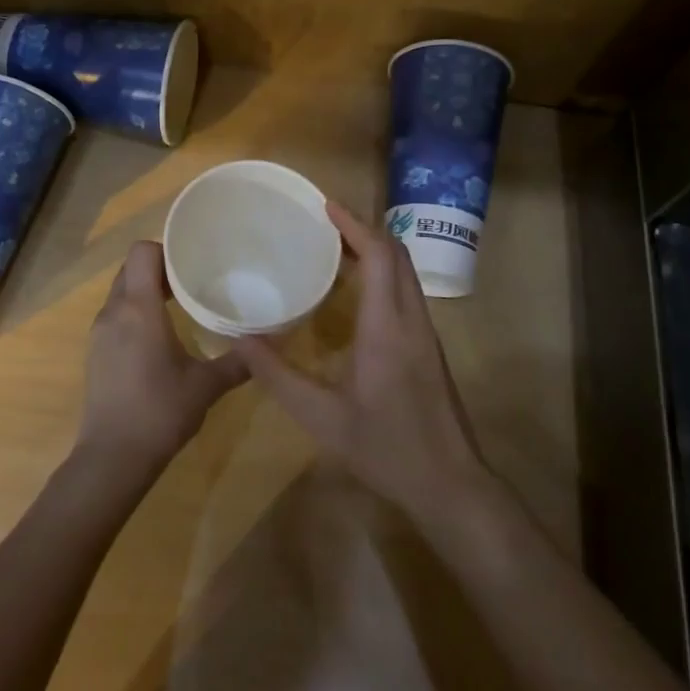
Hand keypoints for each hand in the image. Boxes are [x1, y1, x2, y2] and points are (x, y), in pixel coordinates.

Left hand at [79, 240, 249, 472]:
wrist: (112, 458)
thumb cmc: (160, 412)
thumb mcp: (206, 386)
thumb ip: (238, 362)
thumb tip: (271, 344)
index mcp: (139, 309)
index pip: (142, 252)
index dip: (165, 249)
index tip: (193, 261)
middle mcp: (114, 312)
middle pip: (130, 269)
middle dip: (160, 269)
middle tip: (193, 281)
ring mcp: (100, 333)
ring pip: (121, 293)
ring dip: (146, 291)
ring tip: (181, 306)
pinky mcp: (95, 353)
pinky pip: (116, 316)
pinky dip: (135, 313)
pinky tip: (160, 337)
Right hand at [234, 201, 491, 524]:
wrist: (450, 484)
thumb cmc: (386, 448)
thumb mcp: (321, 418)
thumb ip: (278, 377)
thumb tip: (240, 341)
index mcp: (388, 326)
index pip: (380, 255)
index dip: (354, 225)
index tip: (325, 206)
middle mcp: (412, 319)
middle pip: (397, 255)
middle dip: (364, 230)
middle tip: (325, 224)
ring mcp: (426, 333)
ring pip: (406, 272)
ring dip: (376, 251)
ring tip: (336, 249)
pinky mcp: (430, 347)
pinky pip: (408, 292)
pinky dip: (384, 274)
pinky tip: (358, 293)